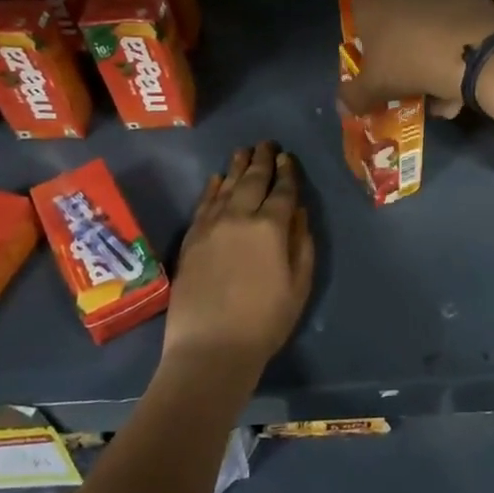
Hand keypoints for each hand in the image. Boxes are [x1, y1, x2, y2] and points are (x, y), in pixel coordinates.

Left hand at [164, 142, 314, 380]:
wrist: (210, 348)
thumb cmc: (265, 322)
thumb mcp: (299, 285)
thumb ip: (302, 244)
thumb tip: (299, 212)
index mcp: (271, 228)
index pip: (282, 191)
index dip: (287, 172)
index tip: (288, 157)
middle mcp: (240, 218)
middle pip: (252, 181)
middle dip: (262, 160)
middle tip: (267, 143)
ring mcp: (211, 227)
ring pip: (226, 187)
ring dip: (237, 167)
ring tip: (244, 151)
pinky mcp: (191, 240)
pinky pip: (204, 204)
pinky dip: (212, 188)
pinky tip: (217, 178)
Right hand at [338, 0, 493, 115]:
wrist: (473, 50)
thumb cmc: (409, 62)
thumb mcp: (374, 87)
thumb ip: (353, 96)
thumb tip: (343, 106)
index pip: (359, 21)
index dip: (369, 51)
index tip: (381, 73)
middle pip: (395, 22)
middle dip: (402, 52)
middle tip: (411, 81)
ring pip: (427, 24)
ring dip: (430, 53)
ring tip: (442, 88)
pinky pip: (453, 23)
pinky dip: (455, 45)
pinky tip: (463, 75)